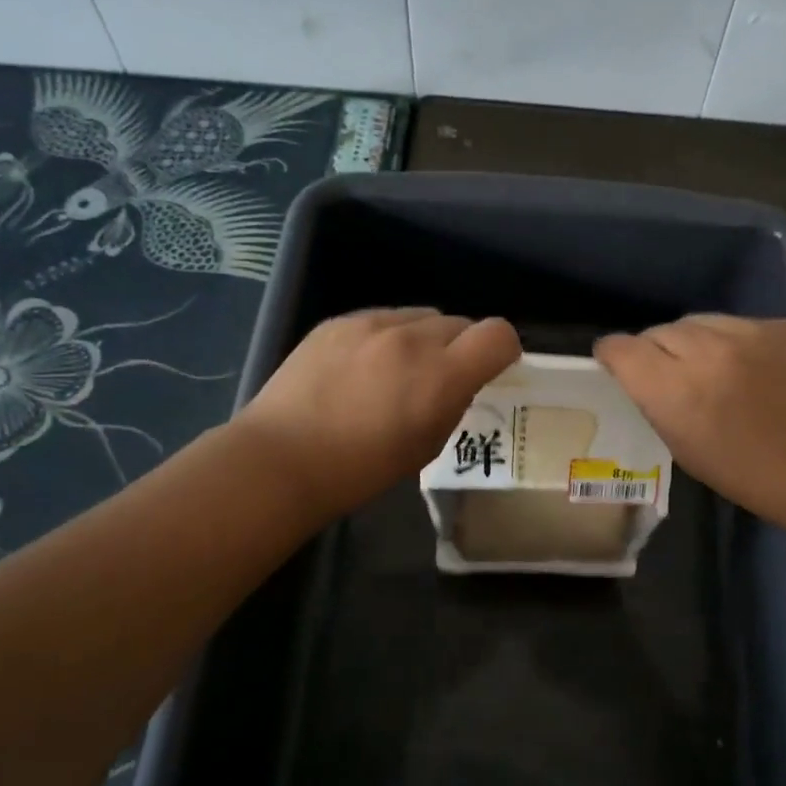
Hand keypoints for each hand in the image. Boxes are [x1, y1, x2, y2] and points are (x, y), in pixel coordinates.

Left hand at [234, 308, 520, 518]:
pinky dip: (386, 337)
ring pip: (421, 316)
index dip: (503, 350)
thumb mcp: (427, 446)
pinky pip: (382, 318)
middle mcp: (412, 338)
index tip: (492, 369)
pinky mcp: (339, 321)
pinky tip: (361, 368)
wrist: (282, 458)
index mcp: (441, 375)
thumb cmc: (361, 469)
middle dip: (461, 347)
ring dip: (424, 339)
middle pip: (460, 322)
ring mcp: (371, 323)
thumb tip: (456, 381)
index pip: (499, 335)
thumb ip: (452, 403)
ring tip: (398, 371)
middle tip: (440, 378)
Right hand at [595, 316, 785, 540]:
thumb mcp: (687, 451)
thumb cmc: (756, 478)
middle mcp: (707, 351)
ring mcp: (748, 332)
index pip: (622, 349)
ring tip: (705, 366)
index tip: (613, 365)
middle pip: (658, 331)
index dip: (611, 355)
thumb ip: (658, 405)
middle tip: (666, 374)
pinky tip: (747, 367)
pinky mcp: (780, 325)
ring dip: (690, 342)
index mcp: (676, 392)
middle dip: (652, 350)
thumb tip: (643, 378)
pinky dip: (730, 341)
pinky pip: (736, 324)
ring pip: (696, 321)